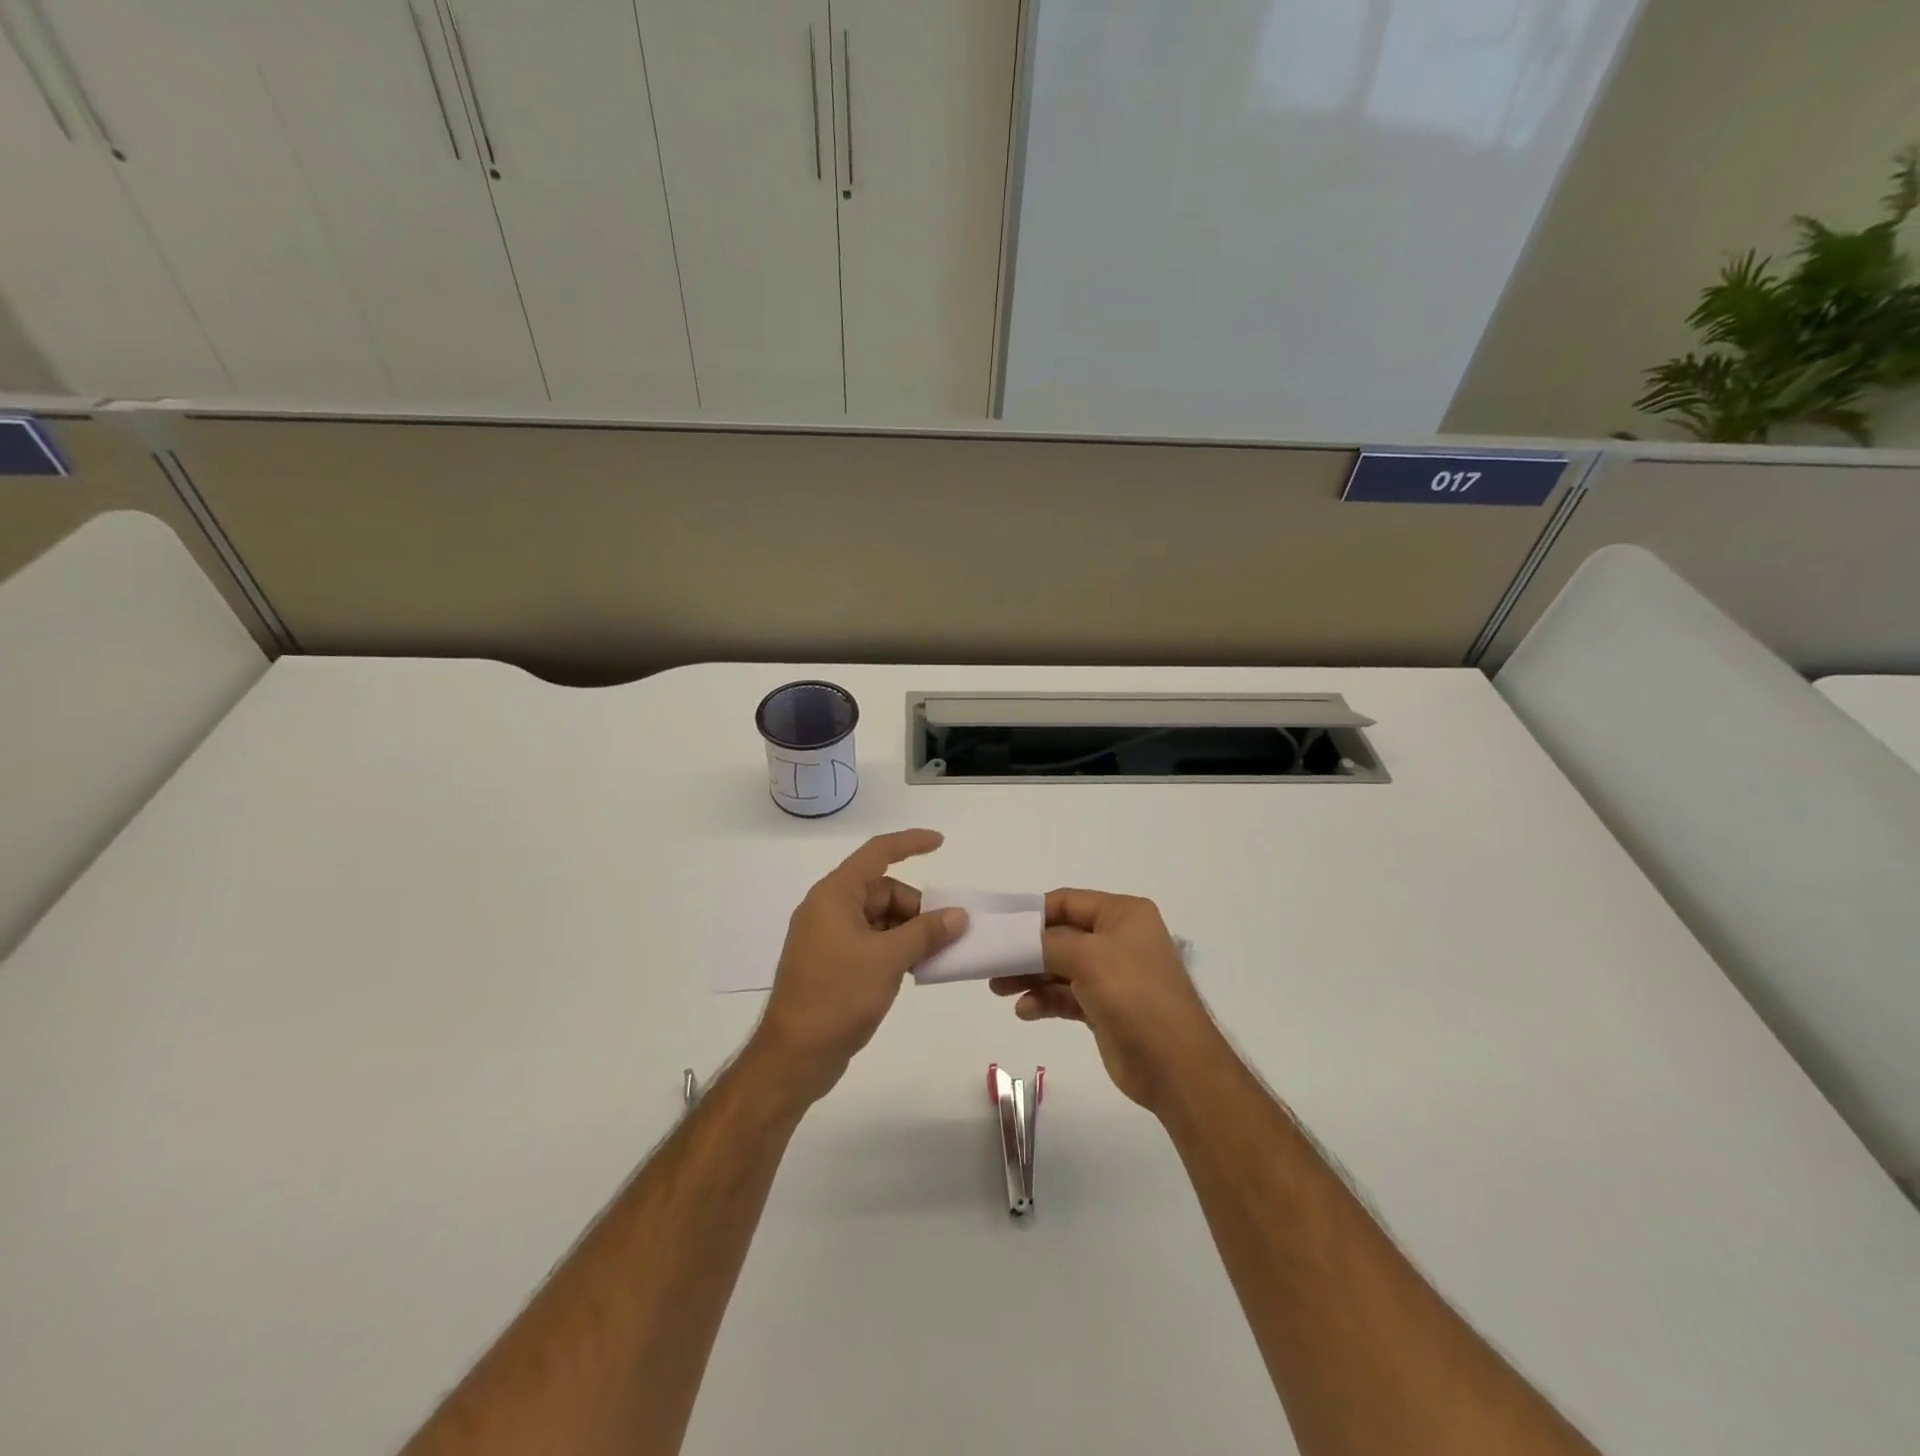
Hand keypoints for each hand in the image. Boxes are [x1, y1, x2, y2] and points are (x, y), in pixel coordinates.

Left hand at [748, 830, 967, 1106]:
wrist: (794, 1056)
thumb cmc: (838, 996)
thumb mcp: (889, 959)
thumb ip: (926, 932)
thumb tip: (958, 915)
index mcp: (835, 895)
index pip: (877, 853)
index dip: (909, 843)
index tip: (940, 843)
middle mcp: (828, 909)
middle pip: (882, 890)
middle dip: (915, 907)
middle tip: (945, 934)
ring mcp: (827, 938)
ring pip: (878, 918)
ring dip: (907, 931)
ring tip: (933, 955)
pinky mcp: (830, 964)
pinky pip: (869, 941)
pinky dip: (894, 948)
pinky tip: (913, 969)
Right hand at [989, 889, 1222, 1114]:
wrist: (1175, 1067)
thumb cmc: (1134, 996)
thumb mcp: (1088, 958)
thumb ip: (1047, 942)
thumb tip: (1017, 938)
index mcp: (1123, 915)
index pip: (1068, 902)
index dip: (1033, 913)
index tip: (999, 927)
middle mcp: (1118, 939)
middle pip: (1061, 936)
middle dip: (1026, 949)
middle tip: (991, 962)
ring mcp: (1112, 975)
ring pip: (1060, 967)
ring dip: (1030, 976)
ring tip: (998, 989)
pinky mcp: (1104, 1008)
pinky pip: (1066, 995)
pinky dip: (1044, 1000)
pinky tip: (1024, 1011)